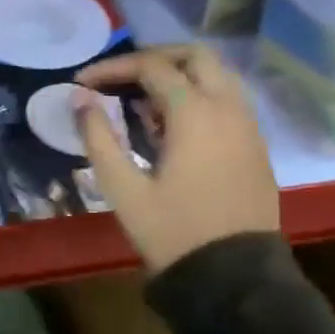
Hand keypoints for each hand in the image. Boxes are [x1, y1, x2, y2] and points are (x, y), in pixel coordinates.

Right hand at [73, 44, 280, 274]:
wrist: (233, 277)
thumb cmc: (172, 231)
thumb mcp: (123, 188)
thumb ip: (98, 137)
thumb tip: (79, 99)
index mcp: (196, 114)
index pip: (151, 67)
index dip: (112, 68)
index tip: (82, 83)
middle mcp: (228, 108)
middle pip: (194, 56)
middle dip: (153, 58)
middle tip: (119, 78)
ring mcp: (248, 125)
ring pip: (216, 75)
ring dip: (178, 76)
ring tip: (141, 104)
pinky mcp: (254, 145)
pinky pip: (227, 100)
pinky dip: (197, 96)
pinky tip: (171, 127)